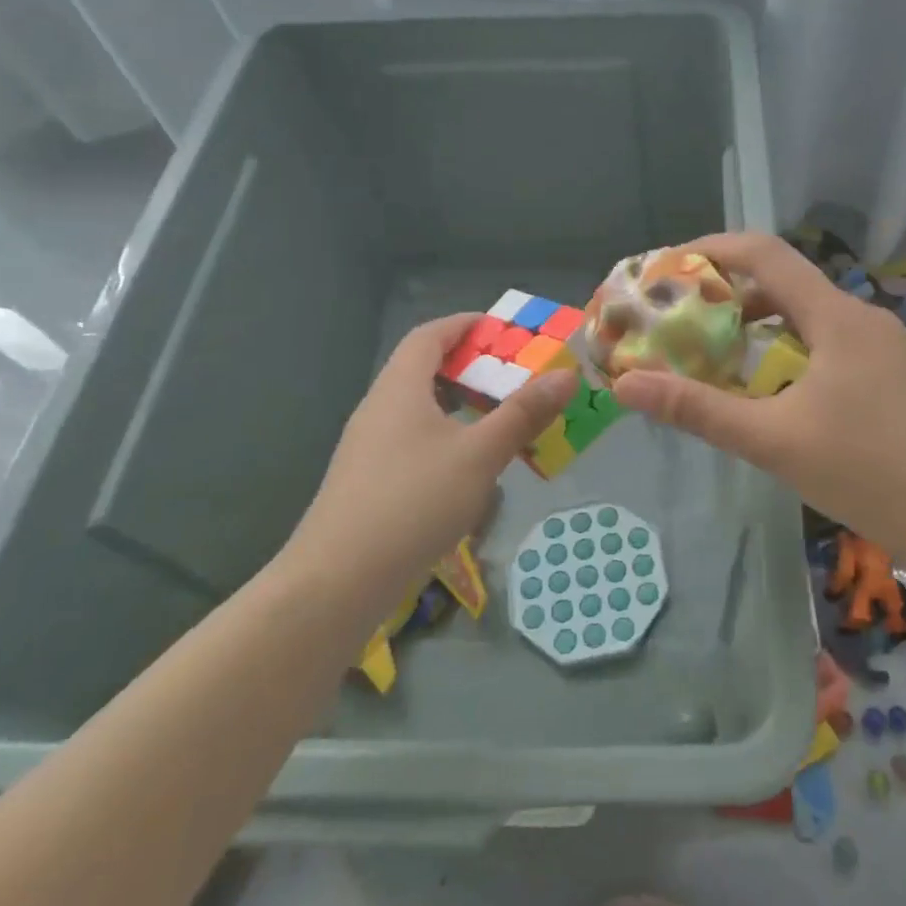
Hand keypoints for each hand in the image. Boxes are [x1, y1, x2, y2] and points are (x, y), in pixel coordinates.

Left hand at [287, 315, 577, 581]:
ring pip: (419, 409)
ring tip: (498, 418)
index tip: (502, 328)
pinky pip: (412, 440)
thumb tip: (566, 375)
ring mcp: (369, 447)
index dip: (464, 324)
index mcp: (400, 388)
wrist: (338, 581)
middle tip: (513, 375)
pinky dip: (445, 437)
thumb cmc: (413, 502)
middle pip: (423, 370)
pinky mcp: (369, 482)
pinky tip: (467, 467)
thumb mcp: (480, 455)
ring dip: (458, 405)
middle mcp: (379, 408)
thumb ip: (523, 414)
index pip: (429, 336)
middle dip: (469, 366)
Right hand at [611, 233, 905, 565]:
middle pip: (787, 281)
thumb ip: (698, 410)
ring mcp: (885, 341)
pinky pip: (832, 336)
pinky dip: (792, 342)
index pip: (767, 254)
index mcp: (837, 318)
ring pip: (811, 311)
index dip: (714, 249)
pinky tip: (774, 379)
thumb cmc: (860, 472)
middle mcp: (864, 316)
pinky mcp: (894, 367)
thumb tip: (627, 385)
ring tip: (719, 348)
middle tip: (685, 315)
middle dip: (731, 291)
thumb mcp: (771, 441)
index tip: (671, 266)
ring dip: (762, 320)